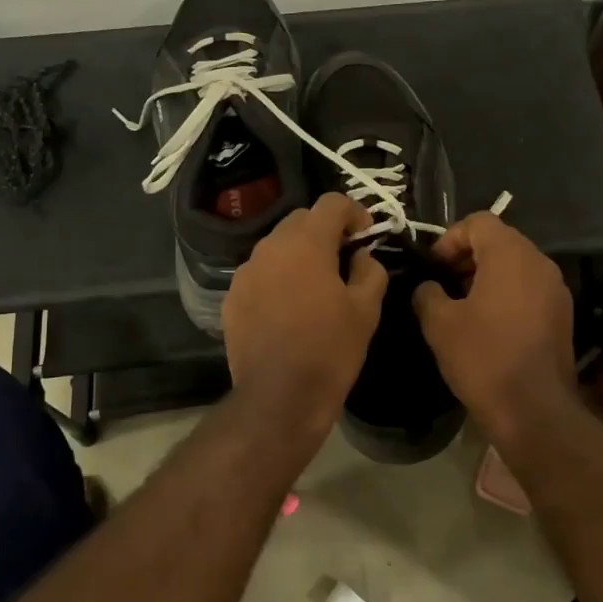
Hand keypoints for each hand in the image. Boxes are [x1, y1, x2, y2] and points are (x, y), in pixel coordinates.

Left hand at [224, 194, 388, 439]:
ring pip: (277, 246)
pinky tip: (289, 308)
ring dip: (299, 254)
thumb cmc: (329, 350)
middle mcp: (269, 247)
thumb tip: (362, 256)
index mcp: (305, 243)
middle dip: (325, 231)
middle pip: (300, 220)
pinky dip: (278, 278)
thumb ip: (370, 271)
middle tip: (344, 258)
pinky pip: (260, 274)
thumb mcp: (366, 310)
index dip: (354, 212)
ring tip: (316, 285)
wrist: (278, 398)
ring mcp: (245, 273)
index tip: (366, 236)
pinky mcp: (232, 298)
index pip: (331, 203)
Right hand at [413, 213, 575, 445]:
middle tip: (444, 284)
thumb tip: (429, 288)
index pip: (479, 222)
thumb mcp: (439, 324)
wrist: (534, 409)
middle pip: (500, 240)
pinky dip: (506, 293)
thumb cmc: (483, 358)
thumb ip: (428, 294)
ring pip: (516, 265)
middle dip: (468, 256)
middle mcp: (539, 263)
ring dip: (487, 275)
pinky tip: (487, 324)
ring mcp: (556, 289)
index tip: (434, 267)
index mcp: (510, 255)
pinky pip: (529, 288)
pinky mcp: (562, 314)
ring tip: (462, 305)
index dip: (450, 238)